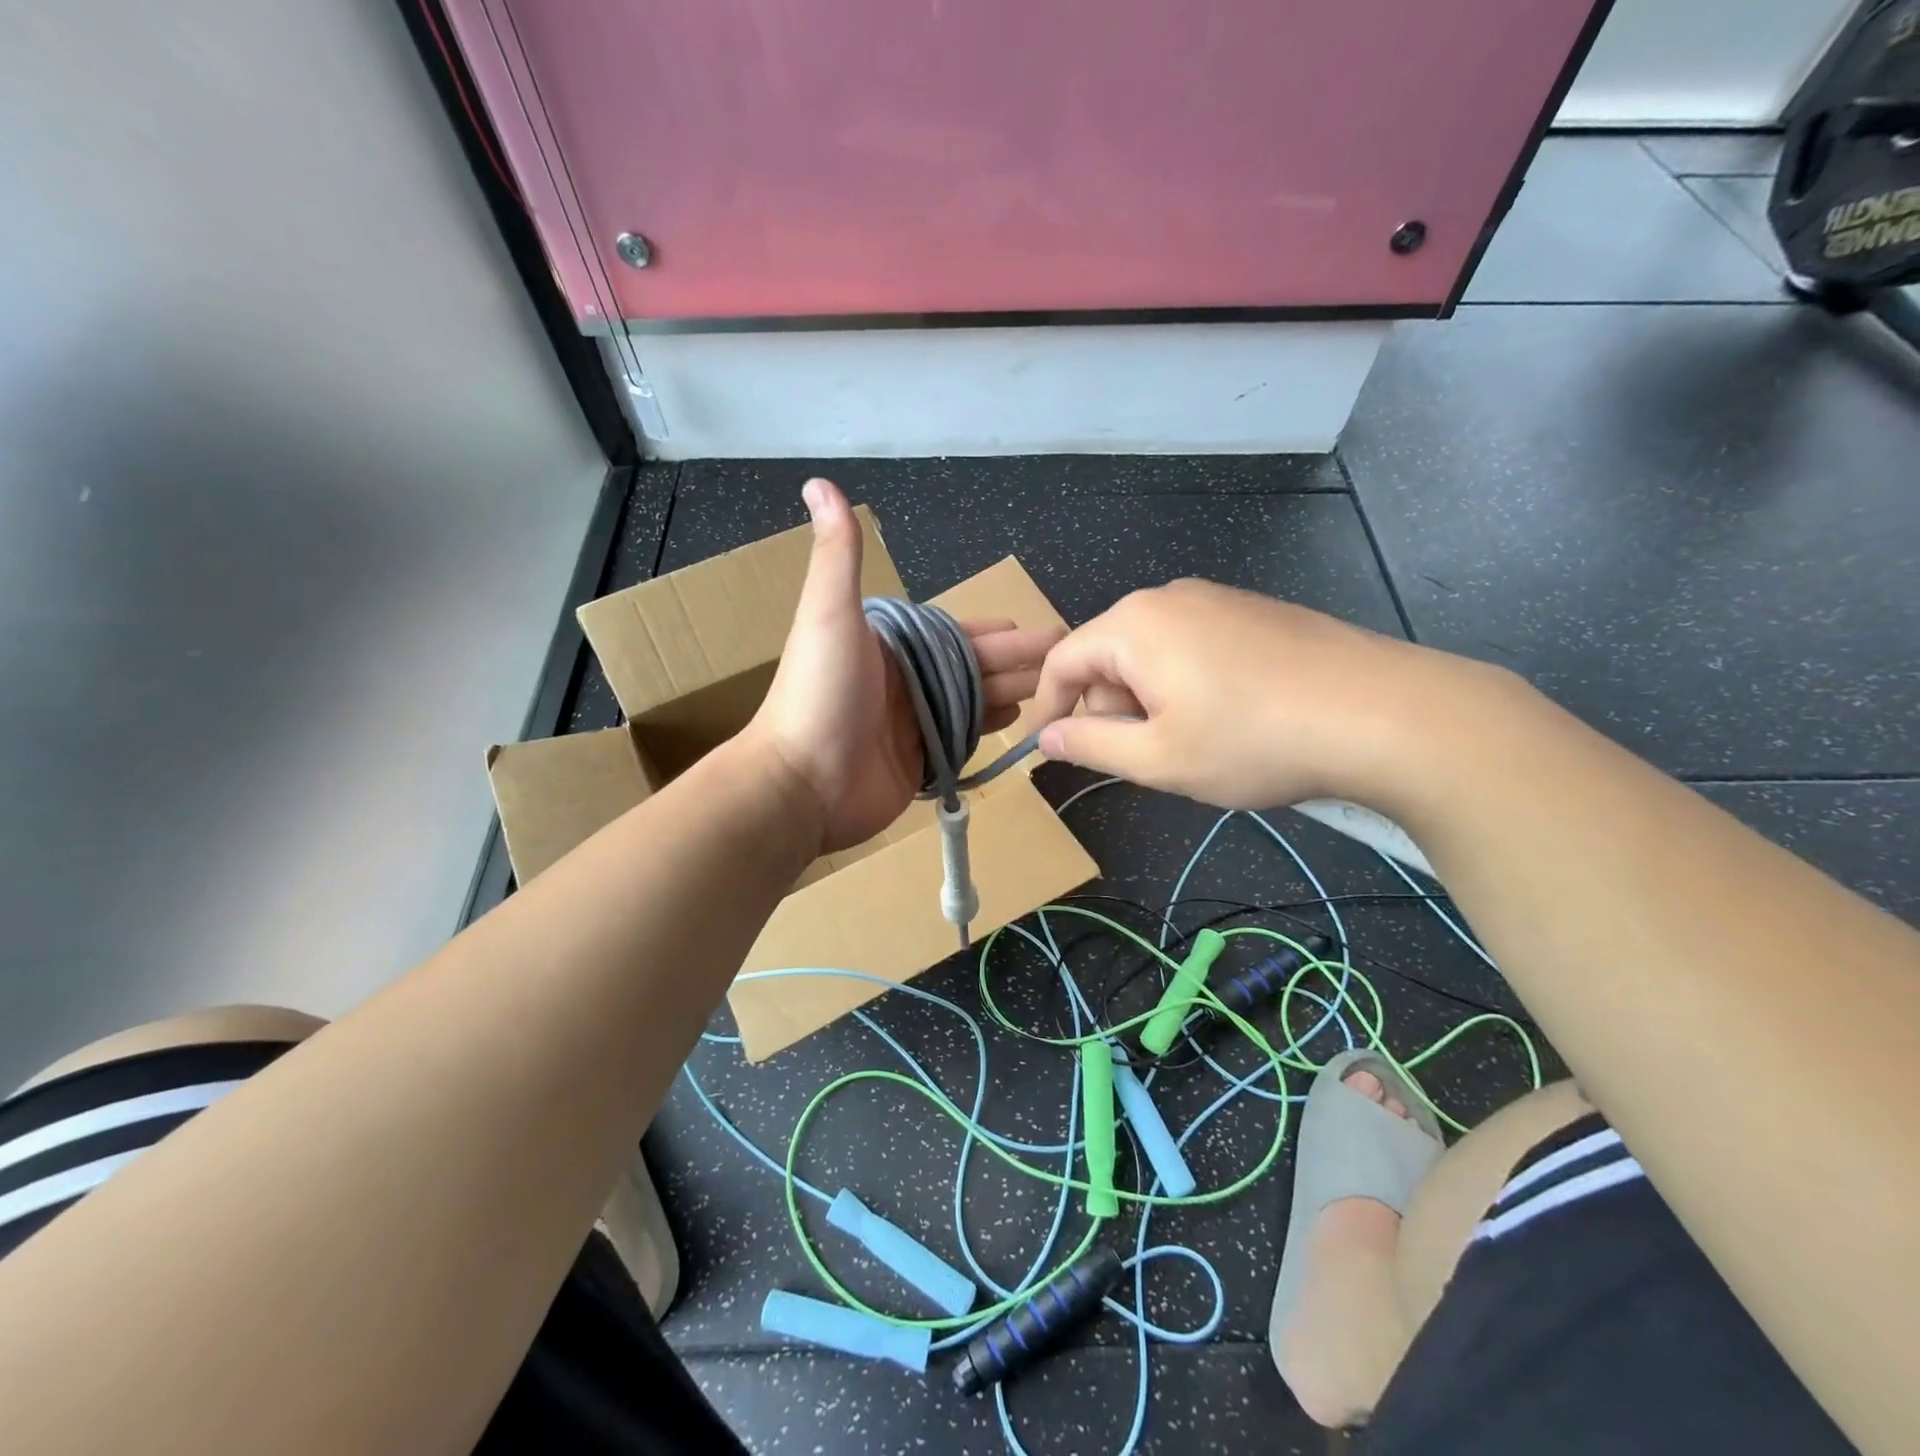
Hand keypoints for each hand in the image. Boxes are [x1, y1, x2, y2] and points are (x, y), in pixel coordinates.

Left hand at [748, 479, 1063, 852]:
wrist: (801, 784)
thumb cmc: (819, 695)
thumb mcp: (829, 615)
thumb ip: (837, 555)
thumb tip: (819, 482)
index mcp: (889, 646)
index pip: (954, 633)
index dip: (994, 632)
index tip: (1038, 628)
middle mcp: (904, 681)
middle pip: (973, 667)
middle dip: (1019, 661)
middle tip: (1068, 658)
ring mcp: (913, 724)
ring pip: (975, 701)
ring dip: (1015, 691)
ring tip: (1060, 688)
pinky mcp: (920, 762)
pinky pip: (966, 739)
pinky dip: (993, 728)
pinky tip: (1022, 720)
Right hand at [1032, 579, 1511, 811]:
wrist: (1383, 714)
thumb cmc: (1253, 740)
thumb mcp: (1158, 758)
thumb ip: (1090, 744)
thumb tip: (1047, 736)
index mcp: (1134, 625)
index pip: (1061, 661)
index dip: (1046, 707)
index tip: (1046, 749)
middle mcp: (1168, 598)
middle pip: (1107, 654)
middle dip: (1106, 707)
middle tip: (1136, 758)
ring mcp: (1217, 599)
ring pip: (1150, 652)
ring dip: (1146, 700)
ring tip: (1185, 744)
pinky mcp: (1253, 612)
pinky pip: (1190, 646)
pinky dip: (1183, 684)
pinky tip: (1223, 719)